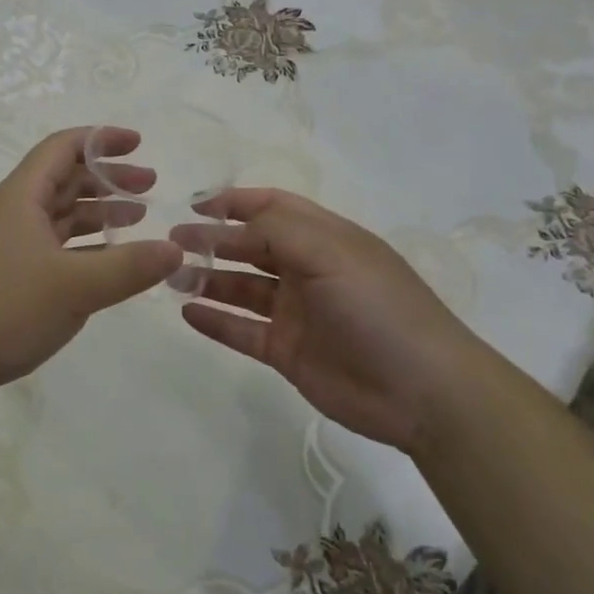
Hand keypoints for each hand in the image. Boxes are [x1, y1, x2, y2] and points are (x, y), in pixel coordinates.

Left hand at [0, 127, 182, 422]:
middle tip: (150, 187)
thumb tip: (176, 249)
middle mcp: (13, 213)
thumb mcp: (74, 287)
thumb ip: (129, 267)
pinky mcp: (6, 279)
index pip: (63, 147)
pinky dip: (83, 248)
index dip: (102, 139)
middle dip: (108, 179)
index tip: (139, 143)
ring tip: (138, 219)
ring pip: (59, 216)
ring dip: (97, 213)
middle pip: (64, 179)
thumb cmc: (3, 309)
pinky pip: (53, 249)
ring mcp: (8, 247)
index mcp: (21, 197)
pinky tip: (106, 264)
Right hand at [173, 188, 491, 451]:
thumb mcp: (331, 253)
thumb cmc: (378, 308)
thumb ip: (278, 230)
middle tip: (171, 242)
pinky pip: (242, 331)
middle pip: (251, 247)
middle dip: (212, 241)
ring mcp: (296, 313)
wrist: (422, 391)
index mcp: (324, 239)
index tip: (195, 204)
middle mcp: (307, 270)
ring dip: (207, 279)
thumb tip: (232, 224)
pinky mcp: (287, 352)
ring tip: (171, 277)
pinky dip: (215, 321)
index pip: (273, 208)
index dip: (235, 202)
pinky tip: (187, 313)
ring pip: (242, 288)